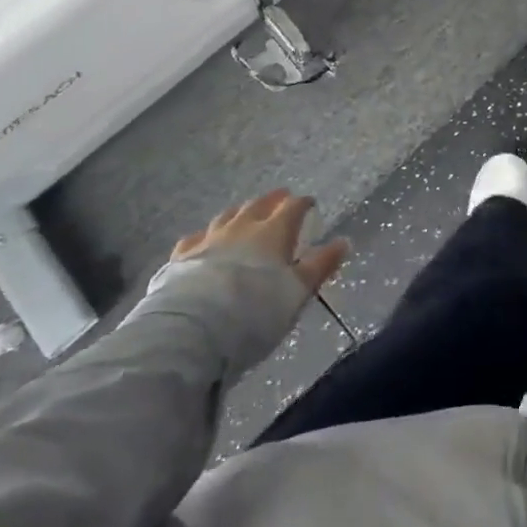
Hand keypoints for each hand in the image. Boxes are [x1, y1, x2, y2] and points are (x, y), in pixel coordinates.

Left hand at [172, 189, 348, 296]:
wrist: (194, 328)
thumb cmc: (256, 311)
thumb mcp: (298, 292)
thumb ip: (320, 266)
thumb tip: (344, 241)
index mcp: (273, 232)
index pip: (293, 207)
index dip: (303, 203)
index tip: (310, 203)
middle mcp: (242, 227)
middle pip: (259, 205)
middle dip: (272, 200)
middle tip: (280, 198)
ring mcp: (209, 238)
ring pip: (227, 215)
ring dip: (240, 212)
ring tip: (245, 213)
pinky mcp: (182, 256)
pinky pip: (197, 237)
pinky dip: (206, 236)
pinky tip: (204, 240)